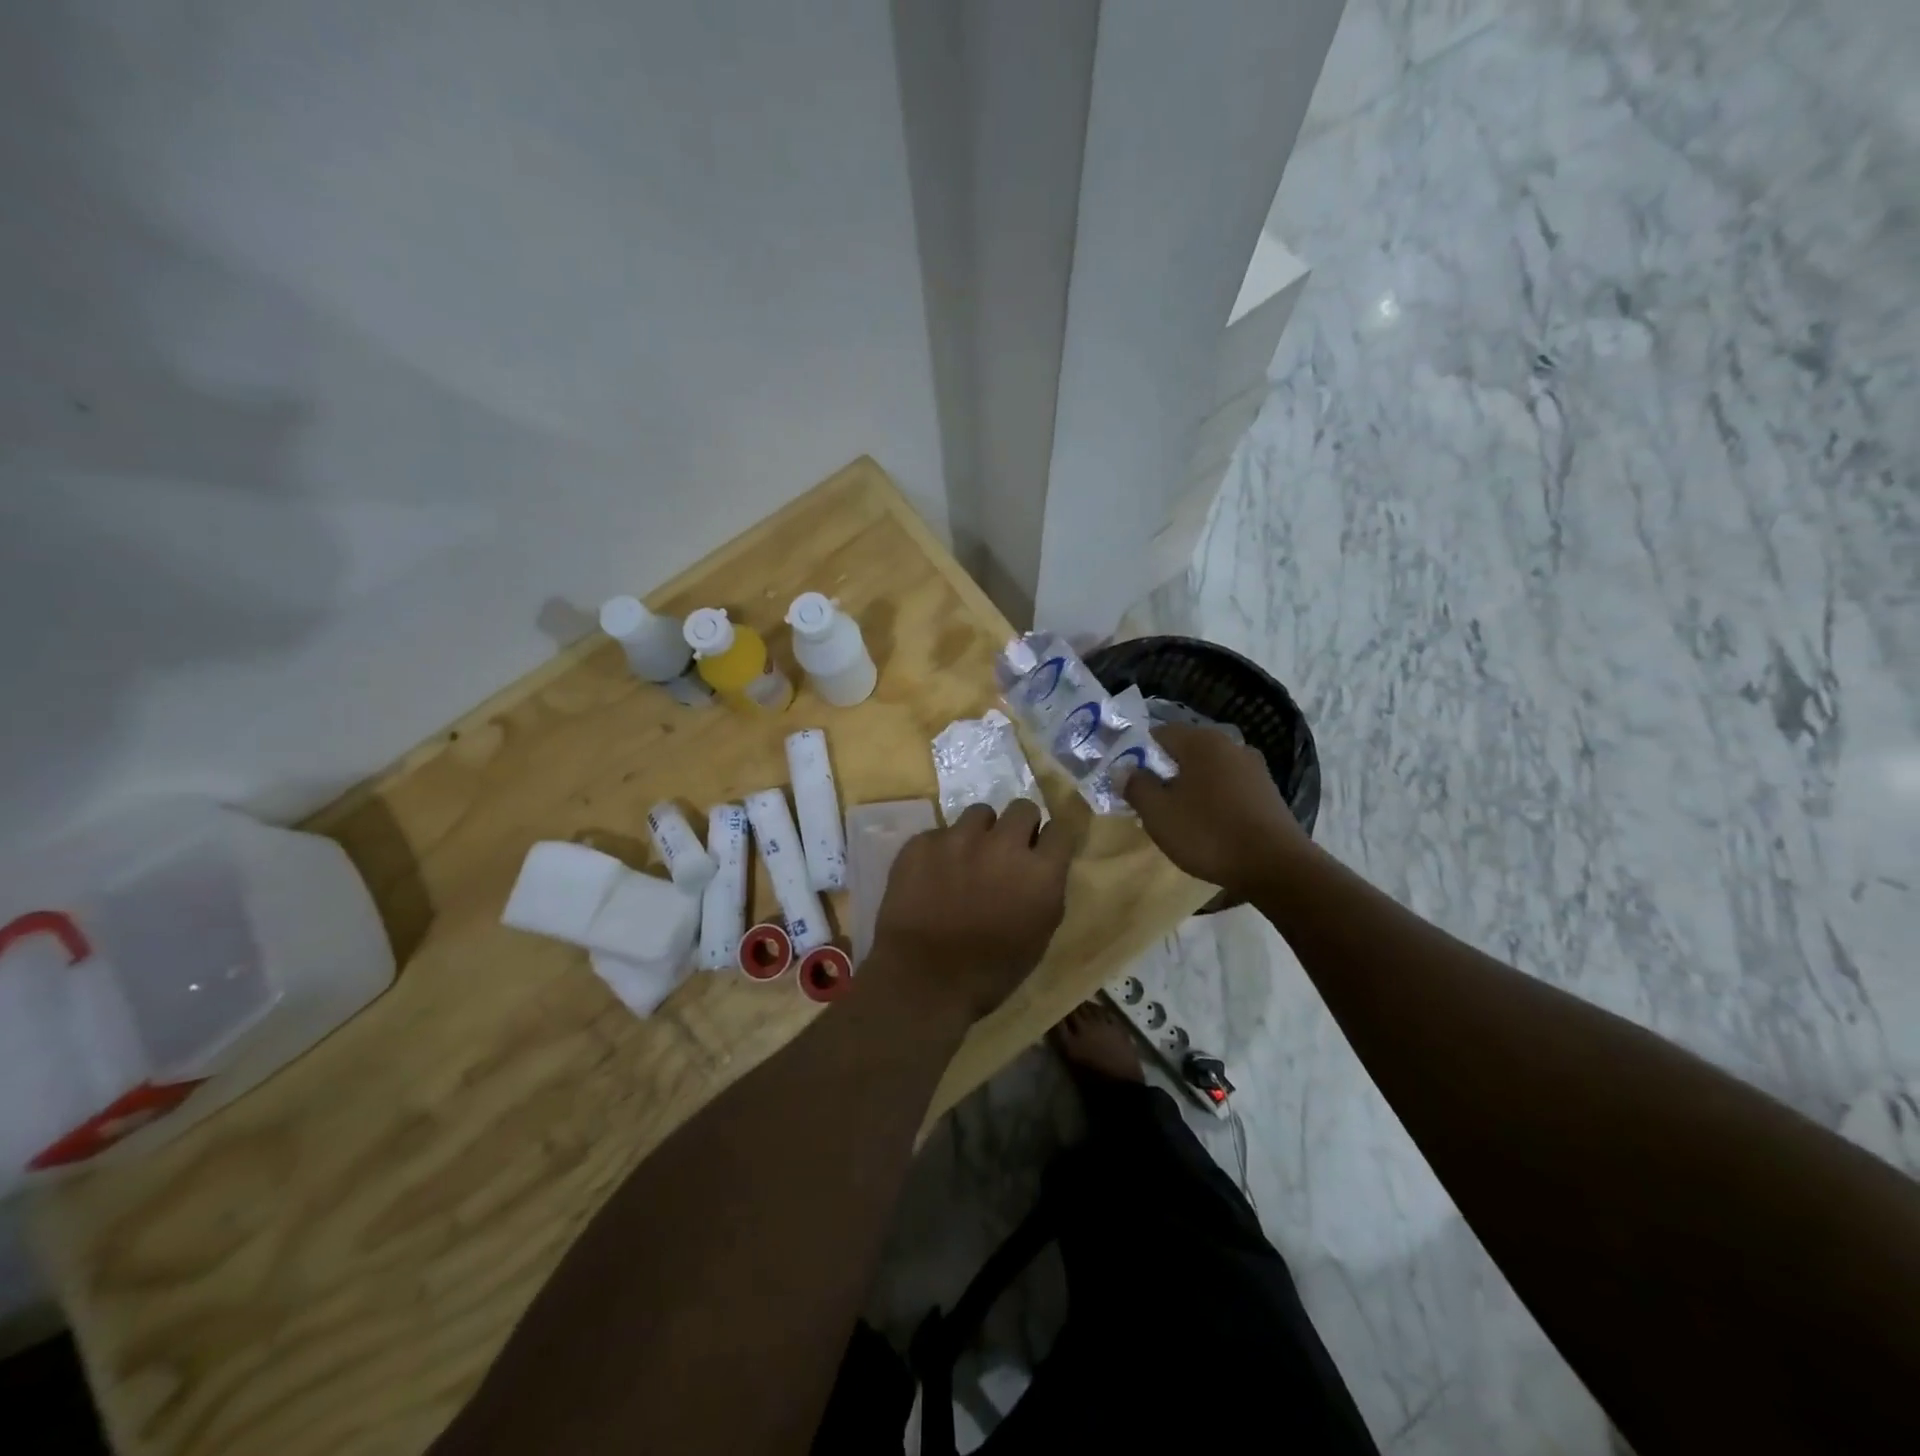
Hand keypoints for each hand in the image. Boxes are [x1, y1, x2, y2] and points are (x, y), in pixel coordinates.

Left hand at [871, 799, 1071, 1023]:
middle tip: (1007, 850)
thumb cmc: (991, 971)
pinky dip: (941, 851)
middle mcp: (1003, 843)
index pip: (1061, 829)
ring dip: (980, 832)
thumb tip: (1042, 866)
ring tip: (967, 859)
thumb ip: (1046, 890)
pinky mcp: (922, 842)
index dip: (1052, 839)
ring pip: (979, 813)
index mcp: (1040, 871)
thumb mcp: (1039, 935)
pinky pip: (940, 833)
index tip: (1043, 849)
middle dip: (1019, 826)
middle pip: (1022, 808)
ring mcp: (958, 838)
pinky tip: (932, 877)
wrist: (923, 979)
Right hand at [1123, 724, 1309, 895]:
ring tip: (1178, 817)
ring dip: (1189, 787)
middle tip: (1149, 802)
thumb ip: (1136, 786)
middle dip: (1164, 773)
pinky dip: (1212, 799)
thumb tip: (1125, 770)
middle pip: (1184, 751)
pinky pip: (1228, 787)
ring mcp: (1253, 768)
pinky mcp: (1267, 792)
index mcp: (1201, 741)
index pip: (1158, 734)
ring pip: (1207, 770)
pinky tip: (1208, 825)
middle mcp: (1230, 744)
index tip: (1129, 782)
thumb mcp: (1158, 813)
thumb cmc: (1208, 833)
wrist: (1276, 866)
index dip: (1137, 755)